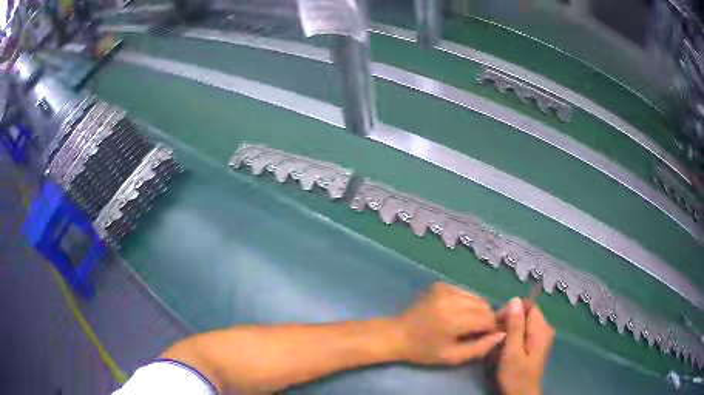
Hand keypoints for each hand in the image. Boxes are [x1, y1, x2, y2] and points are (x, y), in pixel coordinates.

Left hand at [394, 282, 505, 365]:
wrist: (397, 334)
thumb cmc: (423, 350)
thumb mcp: (452, 357)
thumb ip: (480, 348)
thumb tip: (502, 334)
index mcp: (454, 319)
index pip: (488, 318)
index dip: (492, 328)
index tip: (489, 336)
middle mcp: (451, 299)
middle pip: (484, 305)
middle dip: (486, 318)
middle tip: (477, 332)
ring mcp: (445, 288)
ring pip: (477, 297)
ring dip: (478, 310)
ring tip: (467, 323)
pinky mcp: (441, 284)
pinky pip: (466, 292)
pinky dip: (468, 302)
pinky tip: (458, 313)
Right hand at [497, 298, 554, 394]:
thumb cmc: (516, 376)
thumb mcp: (512, 351)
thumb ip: (515, 326)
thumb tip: (514, 300)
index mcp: (542, 328)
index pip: (528, 306)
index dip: (512, 311)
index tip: (497, 323)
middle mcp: (545, 329)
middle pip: (527, 314)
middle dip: (510, 321)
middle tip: (495, 335)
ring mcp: (542, 337)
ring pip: (524, 323)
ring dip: (510, 329)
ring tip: (498, 343)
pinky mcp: (536, 344)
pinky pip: (525, 332)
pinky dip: (514, 336)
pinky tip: (505, 347)